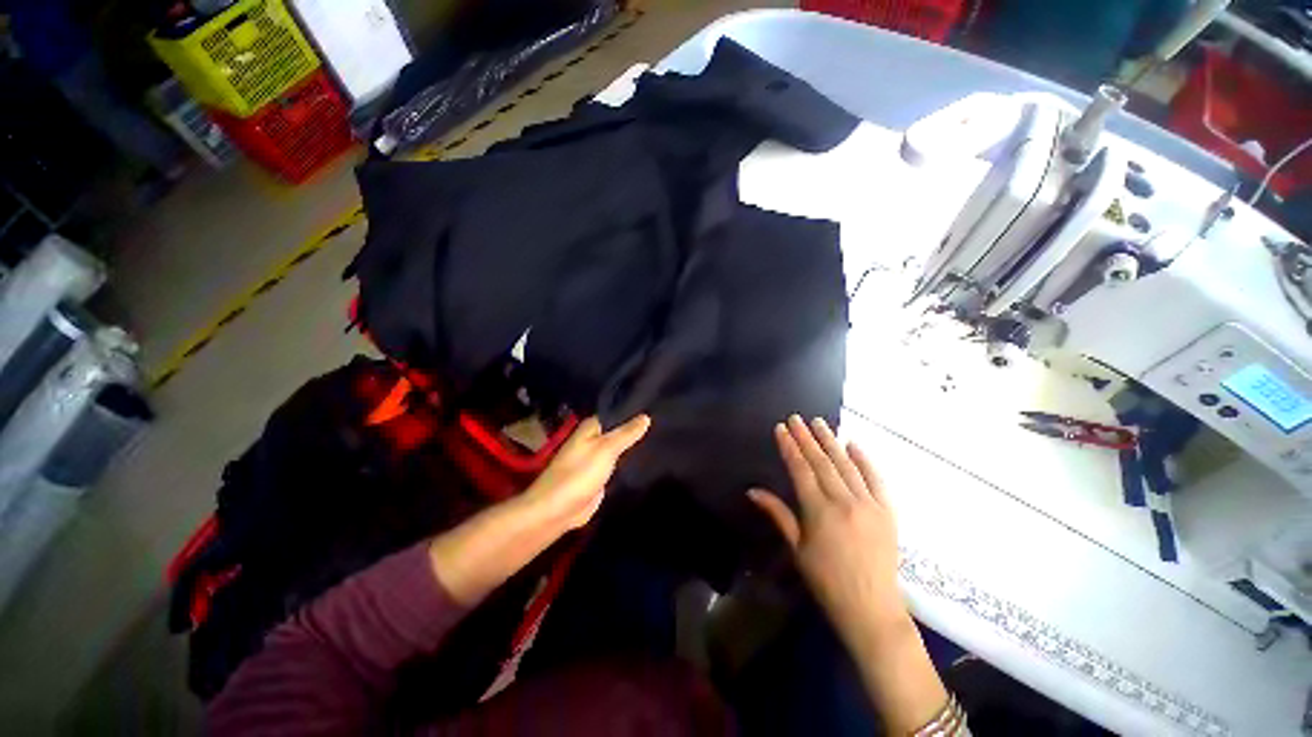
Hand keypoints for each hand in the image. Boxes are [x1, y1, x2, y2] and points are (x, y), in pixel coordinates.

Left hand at [430, 414, 649, 603]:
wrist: (557, 511)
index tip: (656, 407)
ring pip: (620, 449)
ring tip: (662, 440)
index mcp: (591, 428)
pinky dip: (630, 464)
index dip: (634, 411)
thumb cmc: (579, 474)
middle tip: (665, 425)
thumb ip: (626, 433)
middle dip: (637, 430)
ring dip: (635, 447)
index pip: (616, 413)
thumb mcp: (606, 449)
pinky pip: (619, 466)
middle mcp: (593, 440)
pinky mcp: (600, 477)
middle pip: (619, 431)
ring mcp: (597, 460)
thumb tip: (646, 416)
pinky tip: (649, 460)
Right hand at [749, 416, 905, 633]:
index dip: (789, 447)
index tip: (781, 428)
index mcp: (819, 511)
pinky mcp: (888, 511)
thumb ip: (778, 514)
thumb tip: (752, 491)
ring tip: (819, 423)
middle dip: (807, 438)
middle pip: (822, 462)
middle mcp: (844, 501)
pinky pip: (876, 479)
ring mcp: (869, 504)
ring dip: (831, 441)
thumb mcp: (797, 548)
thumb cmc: (826, 581)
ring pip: (847, 465)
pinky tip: (854, 444)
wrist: (871, 608)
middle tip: (797, 418)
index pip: (801, 469)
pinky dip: (864, 459)